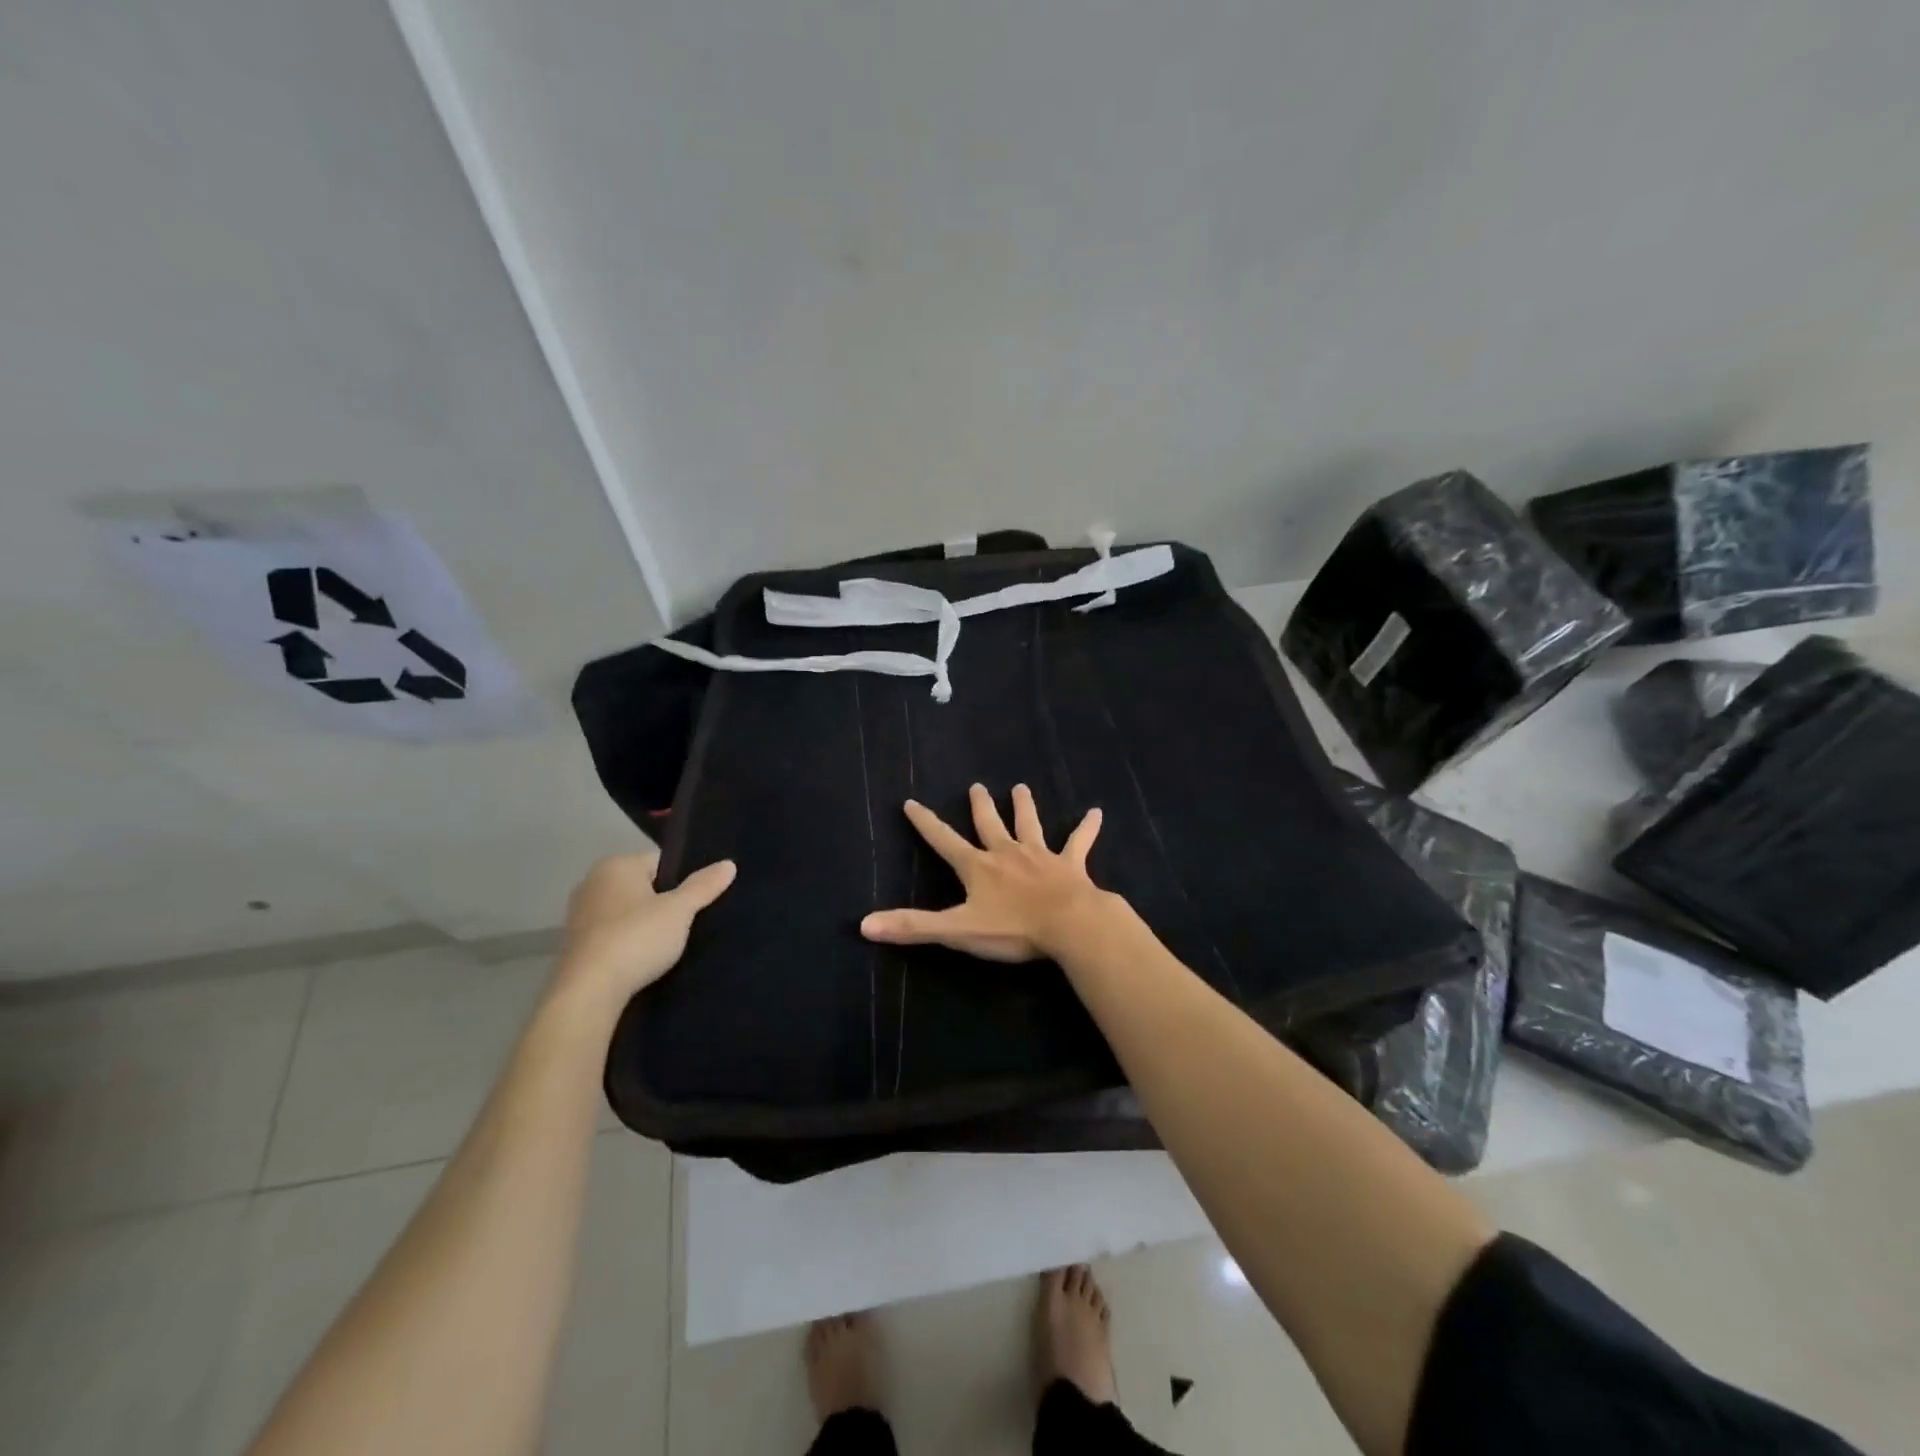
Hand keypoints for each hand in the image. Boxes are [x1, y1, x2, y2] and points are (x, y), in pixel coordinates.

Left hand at [554, 851, 735, 1007]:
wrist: (589, 991)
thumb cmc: (636, 938)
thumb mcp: (679, 911)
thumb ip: (703, 886)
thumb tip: (729, 864)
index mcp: (616, 865)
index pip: (661, 862)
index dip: (682, 881)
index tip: (696, 903)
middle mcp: (592, 882)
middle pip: (642, 886)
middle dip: (663, 902)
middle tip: (686, 923)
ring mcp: (579, 914)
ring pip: (626, 912)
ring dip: (644, 924)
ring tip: (667, 945)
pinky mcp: (574, 944)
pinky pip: (612, 934)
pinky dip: (627, 942)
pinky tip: (642, 959)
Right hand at [861, 784, 1109, 962]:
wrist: (1068, 925)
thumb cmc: (1012, 929)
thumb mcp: (956, 930)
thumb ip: (913, 927)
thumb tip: (864, 925)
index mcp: (978, 867)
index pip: (943, 841)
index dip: (926, 823)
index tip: (911, 802)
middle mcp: (1007, 853)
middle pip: (989, 825)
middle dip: (980, 807)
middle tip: (976, 786)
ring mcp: (1040, 856)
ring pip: (1029, 825)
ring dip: (1024, 807)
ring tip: (1021, 787)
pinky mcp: (1070, 865)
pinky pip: (1079, 843)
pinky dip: (1087, 828)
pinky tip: (1097, 812)